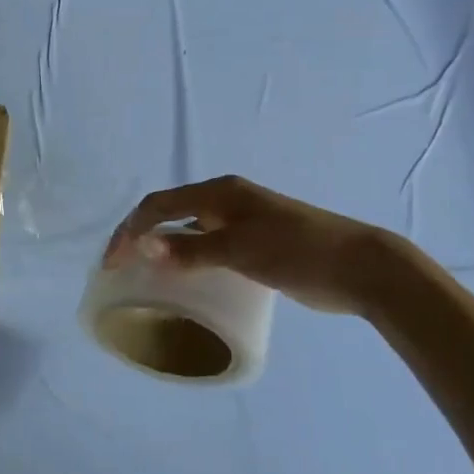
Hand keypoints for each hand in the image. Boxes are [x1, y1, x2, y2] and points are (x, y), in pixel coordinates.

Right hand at [105, 176, 407, 315]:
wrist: (361, 266)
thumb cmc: (298, 251)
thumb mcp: (241, 249)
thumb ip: (192, 248)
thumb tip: (144, 245)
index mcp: (219, 193)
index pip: (158, 205)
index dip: (130, 230)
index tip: (112, 263)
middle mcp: (225, 202)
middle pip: (168, 213)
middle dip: (139, 236)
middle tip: (120, 268)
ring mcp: (240, 222)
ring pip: (187, 230)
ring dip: (161, 247)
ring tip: (143, 275)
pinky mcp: (254, 244)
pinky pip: (206, 246)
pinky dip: (185, 258)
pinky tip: (182, 280)